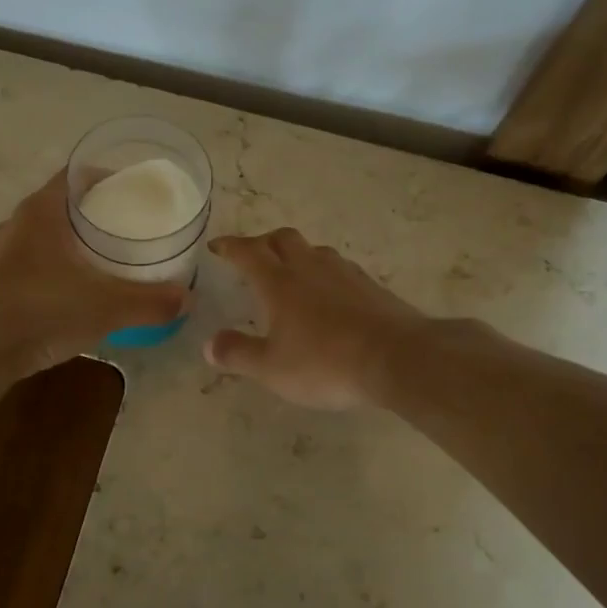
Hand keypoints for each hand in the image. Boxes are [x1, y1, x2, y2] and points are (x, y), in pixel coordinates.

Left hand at [0, 169, 190, 380]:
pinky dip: (61, 266)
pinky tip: (81, 289)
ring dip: (78, 242)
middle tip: (133, 227)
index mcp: (41, 210)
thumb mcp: (105, 306)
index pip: (78, 175)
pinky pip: (38, 261)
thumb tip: (187, 299)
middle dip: (99, 212)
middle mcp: (19, 223)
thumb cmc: (41, 310)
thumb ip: (149, 301)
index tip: (138, 191)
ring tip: (112, 258)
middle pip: (66, 204)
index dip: (109, 177)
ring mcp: (4, 253)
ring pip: (50, 235)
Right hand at [203, 229, 432, 409]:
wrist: (398, 359)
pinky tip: (329, 295)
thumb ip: (238, 354)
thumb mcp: (272, 368)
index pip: (248, 252)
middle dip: (263, 242)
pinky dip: (325, 273)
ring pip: (314, 250)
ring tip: (291, 274)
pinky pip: (339, 268)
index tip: (216, 246)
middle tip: (253, 257)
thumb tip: (209, 345)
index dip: (229, 246)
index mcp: (279, 282)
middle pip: (282, 238)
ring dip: (297, 255)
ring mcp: (344, 273)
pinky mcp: (371, 286)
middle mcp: (310, 267)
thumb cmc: (325, 363)